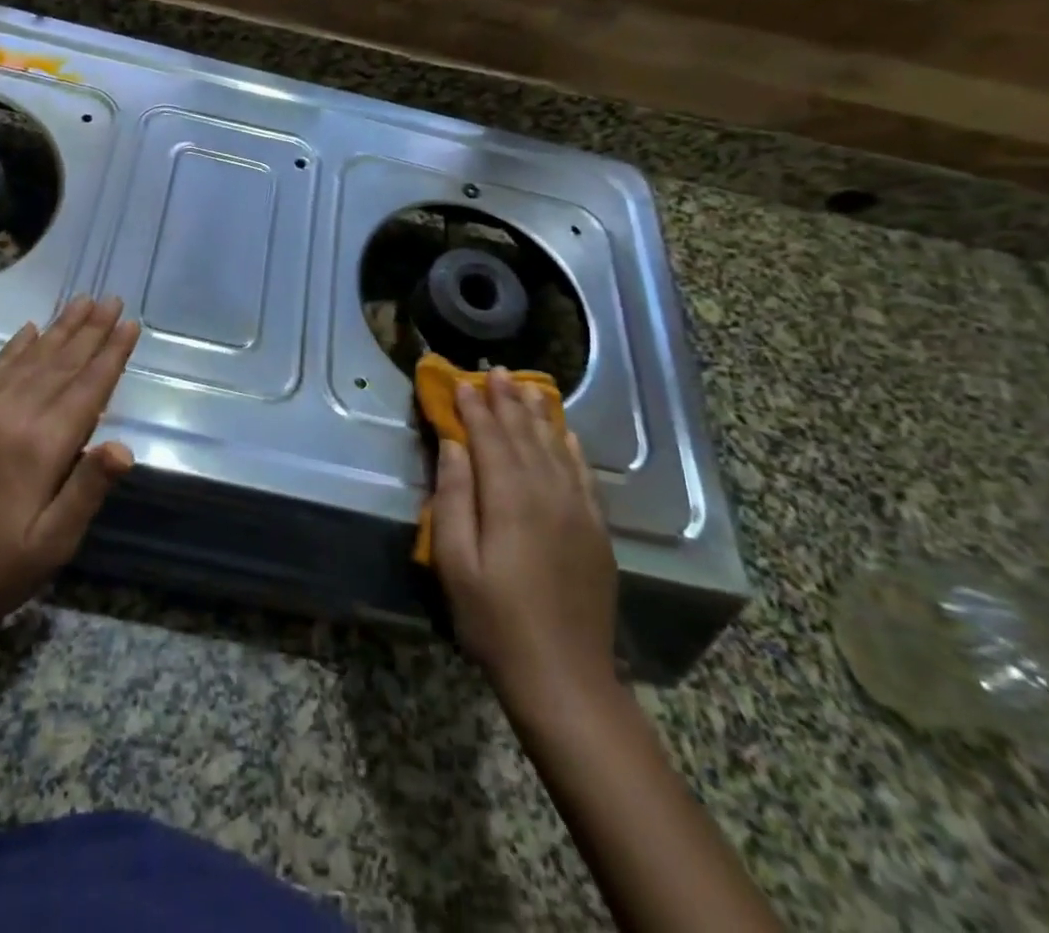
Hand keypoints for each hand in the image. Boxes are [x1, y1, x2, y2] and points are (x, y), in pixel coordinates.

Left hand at [0, 296, 139, 638]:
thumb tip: (125, 446)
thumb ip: (88, 489)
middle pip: (60, 363)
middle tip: (111, 298)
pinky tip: (29, 329)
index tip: (130, 322)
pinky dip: (14, 348)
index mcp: (41, 446)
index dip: (111, 353)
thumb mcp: (54, 543)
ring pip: (28, 360)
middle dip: (90, 329)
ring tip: (81, 301)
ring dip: (58, 329)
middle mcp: (10, 416)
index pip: (87, 387)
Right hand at [431, 369, 617, 716]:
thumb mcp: (454, 563)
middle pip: (524, 435)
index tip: (461, 381)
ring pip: (556, 447)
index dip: (474, 408)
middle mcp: (547, 494)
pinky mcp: (596, 531)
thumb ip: (452, 498)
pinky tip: (565, 431)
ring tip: (526, 385)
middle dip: (506, 400)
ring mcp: (578, 511)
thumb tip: (453, 446)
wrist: (565, 678)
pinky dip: (571, 447)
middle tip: (495, 370)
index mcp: (509, 500)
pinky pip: (583, 474)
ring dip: (538, 414)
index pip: (489, 439)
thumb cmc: (494, 621)